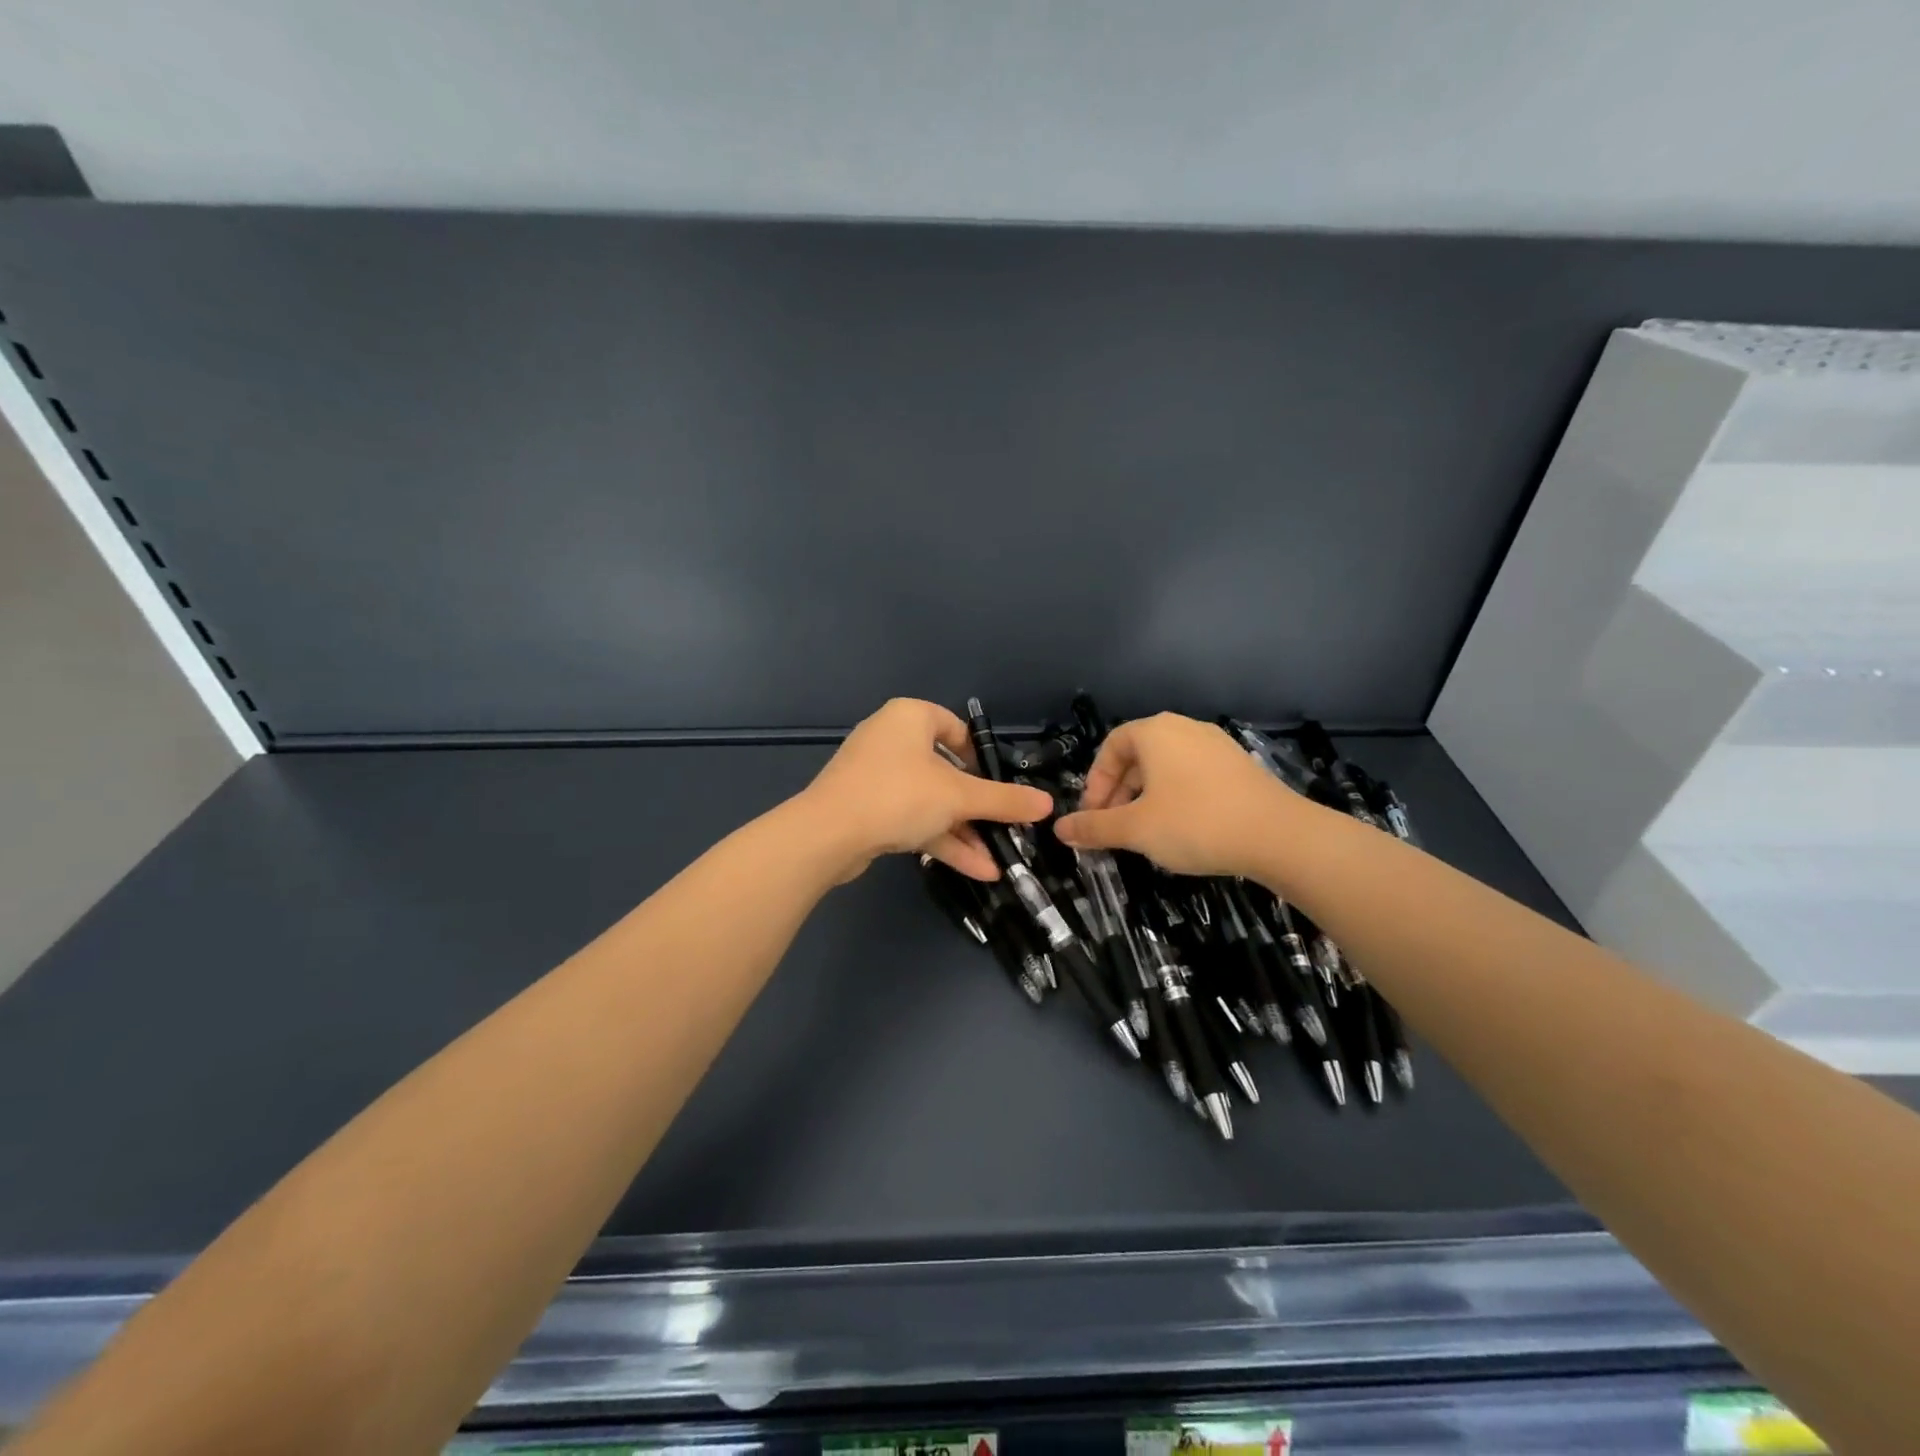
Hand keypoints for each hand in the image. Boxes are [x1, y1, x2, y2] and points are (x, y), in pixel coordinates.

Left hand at [800, 698, 1052, 881]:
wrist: (827, 834)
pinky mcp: (867, 809)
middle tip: (1006, 828)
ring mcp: (876, 777)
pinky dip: (941, 840)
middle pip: (946, 771)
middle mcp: (891, 740)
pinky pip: (912, 819)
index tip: (1000, 785)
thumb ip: (1004, 801)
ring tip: (999, 861)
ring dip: (964, 831)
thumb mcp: (959, 797)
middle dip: (978, 807)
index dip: (982, 757)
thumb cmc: (899, 795)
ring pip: (931, 801)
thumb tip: (1047, 805)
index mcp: (910, 718)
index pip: (955, 728)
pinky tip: (977, 870)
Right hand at [1054, 712, 1303, 877]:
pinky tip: (1182, 829)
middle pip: (1138, 757)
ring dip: (1146, 798)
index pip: (1110, 747)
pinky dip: (1176, 798)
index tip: (1092, 816)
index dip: (1095, 782)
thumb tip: (1059, 830)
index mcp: (1155, 732)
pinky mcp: (1239, 767)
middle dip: (1119, 793)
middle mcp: (1184, 729)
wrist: (1279, 836)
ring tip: (1145, 833)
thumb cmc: (1195, 823)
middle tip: (1114, 829)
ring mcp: (1216, 746)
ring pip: (1166, 768)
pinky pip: (1193, 776)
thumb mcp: (1136, 829)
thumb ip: (1094, 828)